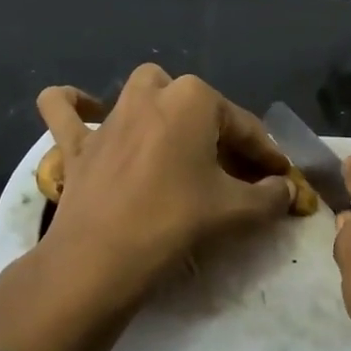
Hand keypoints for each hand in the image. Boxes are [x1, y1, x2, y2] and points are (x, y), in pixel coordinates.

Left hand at [34, 64, 295, 305]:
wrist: (100, 258)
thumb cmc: (175, 221)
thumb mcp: (236, 211)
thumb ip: (270, 197)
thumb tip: (285, 190)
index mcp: (193, 99)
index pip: (243, 126)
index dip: (266, 154)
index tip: (280, 178)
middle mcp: (151, 94)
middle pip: (194, 103)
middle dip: (214, 128)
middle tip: (228, 168)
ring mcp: (109, 116)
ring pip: (140, 92)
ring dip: (161, 108)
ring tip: (175, 140)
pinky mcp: (76, 142)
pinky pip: (65, 110)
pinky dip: (74, 105)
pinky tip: (89, 112)